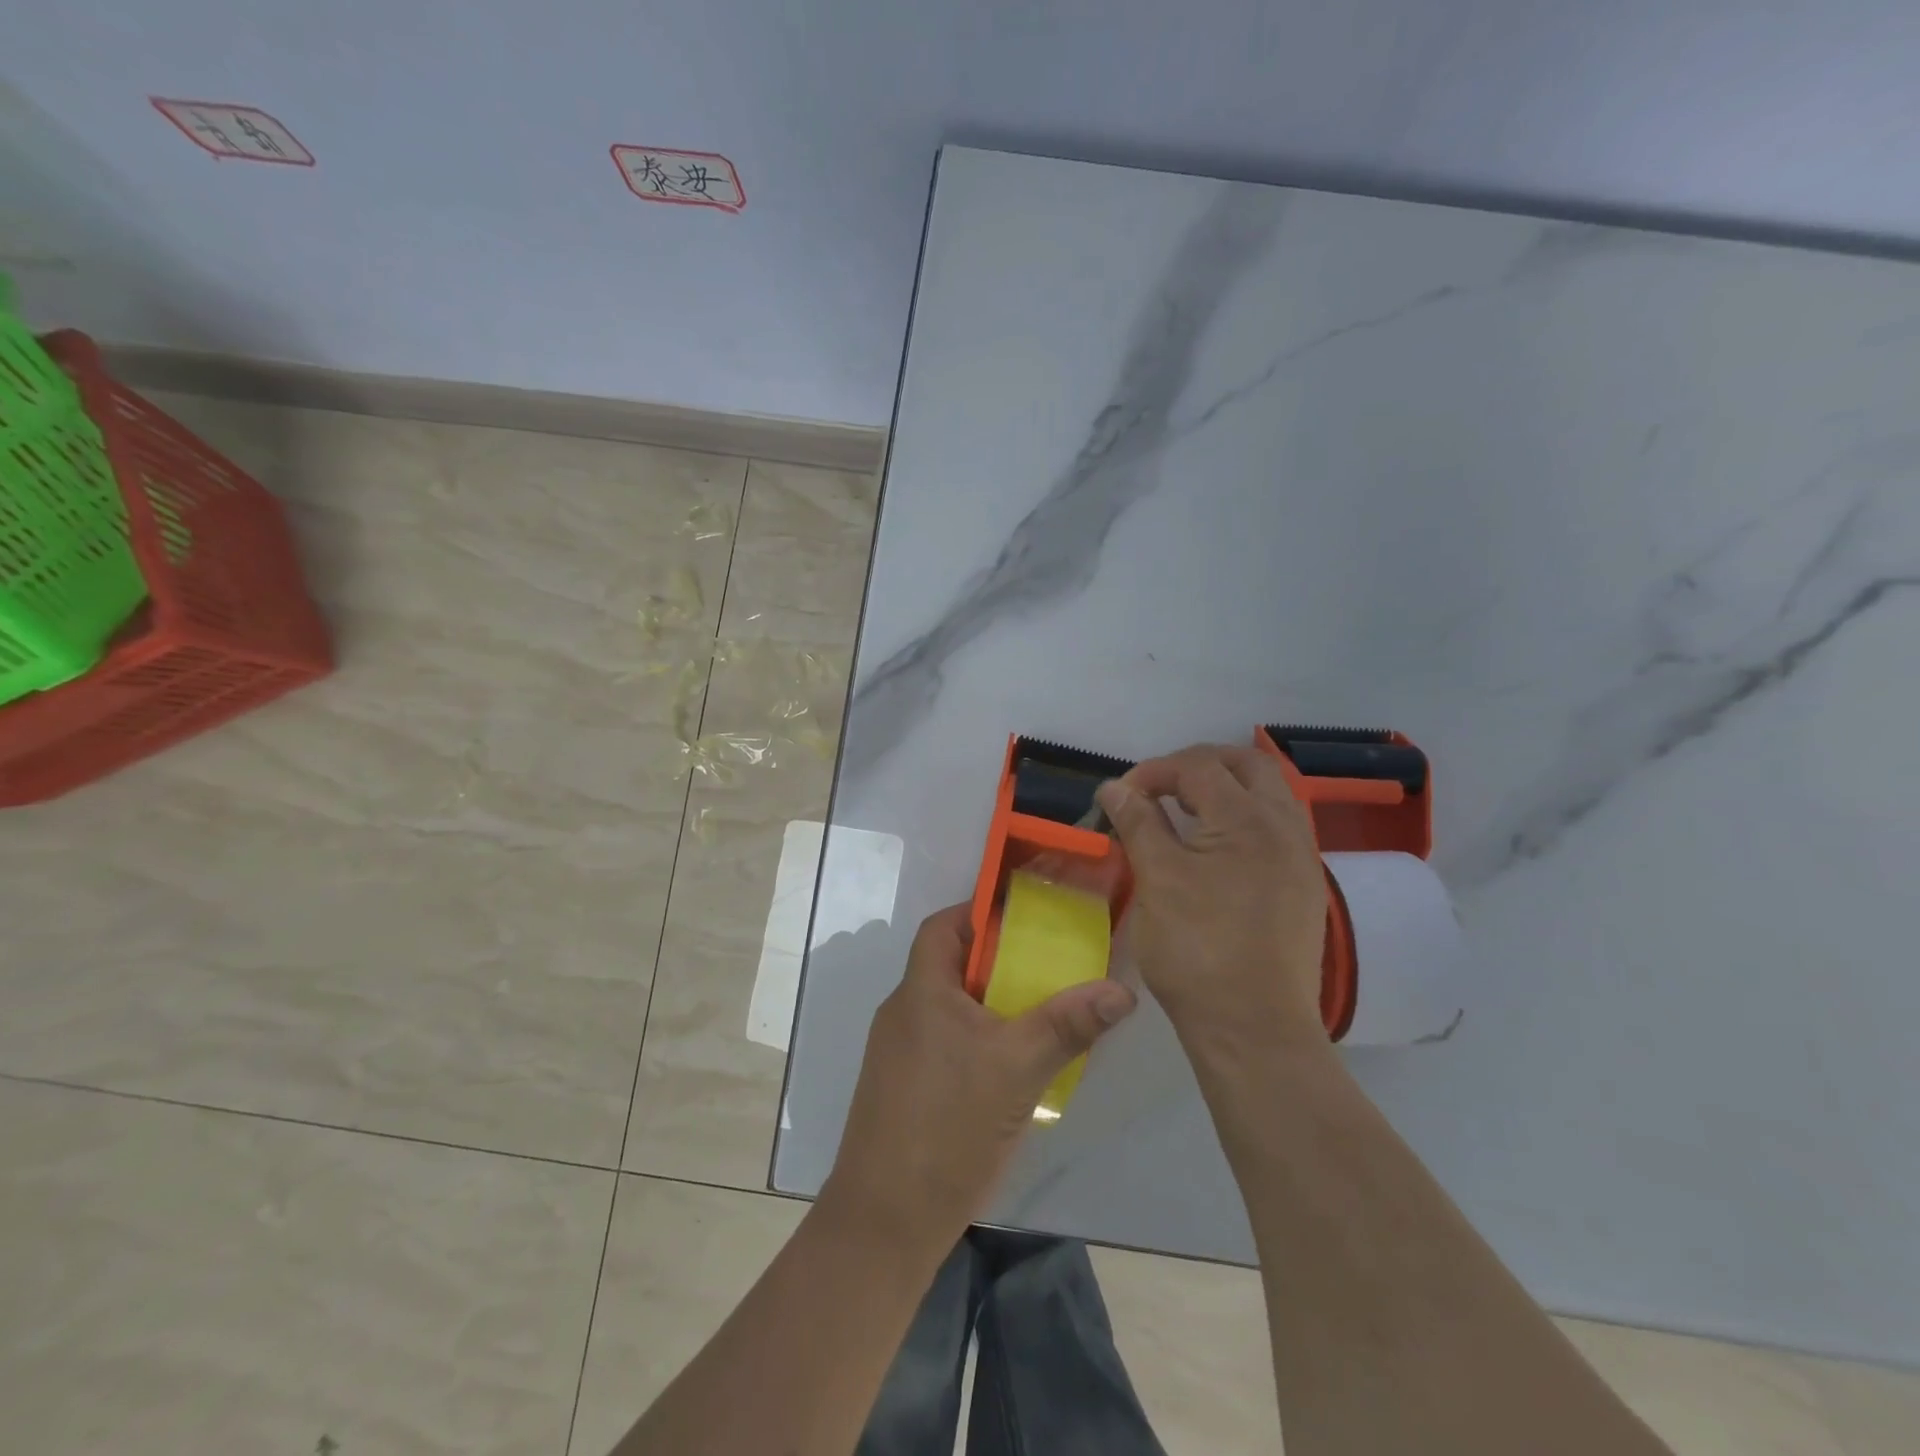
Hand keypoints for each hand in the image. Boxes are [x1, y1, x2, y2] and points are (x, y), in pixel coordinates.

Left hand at [822, 903, 1135, 1252]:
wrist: (885, 1221)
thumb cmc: (947, 1125)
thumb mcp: (1017, 1069)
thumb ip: (1068, 1024)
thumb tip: (1122, 990)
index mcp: (921, 990)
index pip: (944, 926)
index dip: (980, 913)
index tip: (1026, 919)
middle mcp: (904, 1012)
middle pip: (952, 966)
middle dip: (998, 962)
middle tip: (1049, 968)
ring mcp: (900, 1053)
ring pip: (952, 1009)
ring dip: (992, 1006)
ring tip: (1041, 1015)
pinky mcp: (904, 1088)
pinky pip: (946, 1043)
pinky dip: (979, 1041)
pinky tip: (1013, 1069)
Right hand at [1095, 743, 1327, 1054]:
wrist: (1254, 1028)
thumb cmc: (1198, 950)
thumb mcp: (1157, 880)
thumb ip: (1139, 824)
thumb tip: (1115, 788)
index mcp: (1248, 819)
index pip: (1199, 767)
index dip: (1154, 771)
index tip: (1120, 796)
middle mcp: (1285, 826)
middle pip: (1247, 765)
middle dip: (1198, 765)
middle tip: (1159, 787)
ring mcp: (1301, 857)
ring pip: (1269, 793)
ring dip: (1226, 788)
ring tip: (1185, 811)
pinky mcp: (1304, 885)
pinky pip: (1277, 826)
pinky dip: (1243, 817)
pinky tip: (1216, 846)